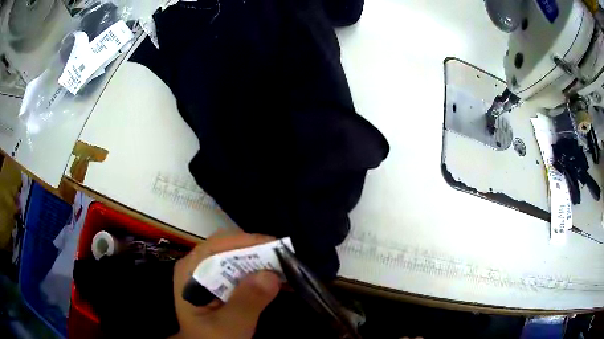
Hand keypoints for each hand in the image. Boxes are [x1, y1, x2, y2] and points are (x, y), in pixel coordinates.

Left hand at [172, 231, 280, 338]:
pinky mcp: (222, 283)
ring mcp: (210, 273)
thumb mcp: (229, 325)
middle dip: (257, 251)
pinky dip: (261, 273)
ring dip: (262, 262)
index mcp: (190, 271)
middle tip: (285, 259)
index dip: (246, 242)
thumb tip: (270, 275)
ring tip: (286, 269)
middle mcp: (198, 265)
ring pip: (238, 257)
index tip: (275, 247)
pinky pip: (243, 270)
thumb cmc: (212, 338)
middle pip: (228, 248)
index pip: (217, 246)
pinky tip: (278, 280)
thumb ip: (246, 302)